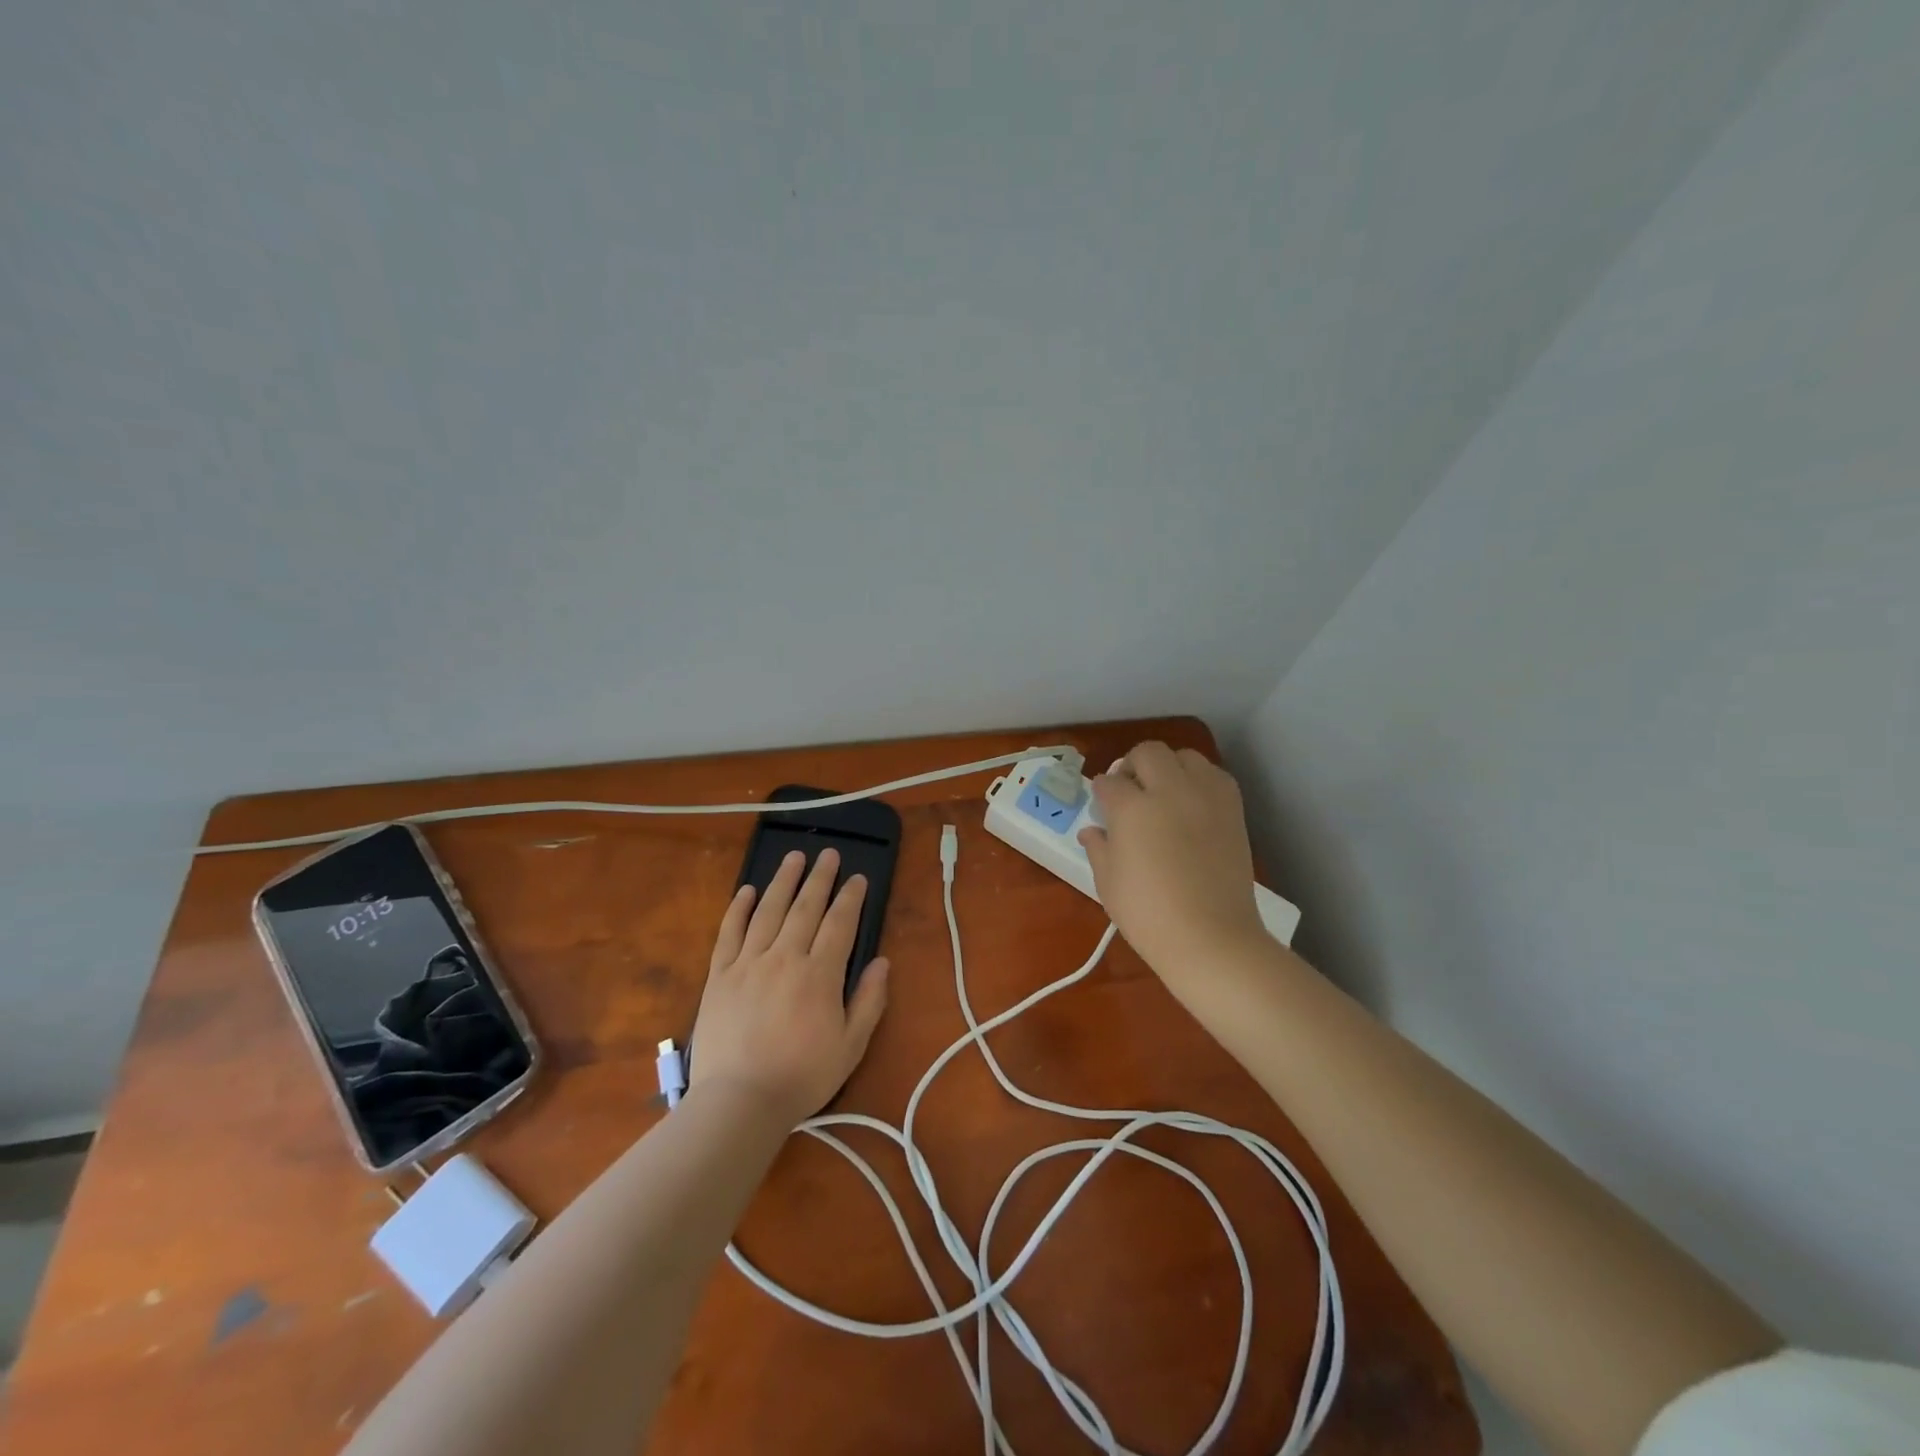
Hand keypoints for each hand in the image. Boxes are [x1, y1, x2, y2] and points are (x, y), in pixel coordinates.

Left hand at [688, 848, 888, 1125]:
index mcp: (820, 974)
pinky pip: (729, 933)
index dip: (850, 897)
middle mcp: (785, 957)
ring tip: (793, 857)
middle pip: (805, 908)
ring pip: (768, 911)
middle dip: (820, 878)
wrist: (739, 1102)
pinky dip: (738, 909)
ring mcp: (748, 963)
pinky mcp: (719, 975)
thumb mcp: (851, 1045)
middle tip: (828, 853)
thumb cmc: (802, 1076)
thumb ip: (869, 1000)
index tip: (857, 877)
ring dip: (782, 881)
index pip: (840, 923)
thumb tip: (882, 961)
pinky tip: (746, 891)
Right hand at [1078, 741, 1266, 977]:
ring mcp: (1205, 797)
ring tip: (1163, 791)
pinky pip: (1214, 775)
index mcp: (1132, 808)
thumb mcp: (1108, 883)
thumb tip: (1092, 831)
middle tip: (1128, 789)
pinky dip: (1199, 780)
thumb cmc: (1149, 915)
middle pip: (1148, 753)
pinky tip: (1191, 803)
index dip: (1101, 792)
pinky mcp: (1233, 810)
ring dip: (1168, 766)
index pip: (1109, 783)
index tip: (1101, 803)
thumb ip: (1099, 848)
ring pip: (1185, 756)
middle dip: (1132, 765)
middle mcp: (1170, 791)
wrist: (1212, 938)